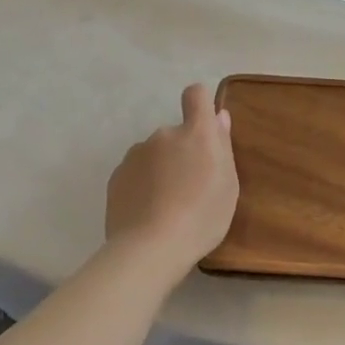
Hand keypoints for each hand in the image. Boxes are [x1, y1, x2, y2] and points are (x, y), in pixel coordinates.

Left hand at [105, 84, 238, 276]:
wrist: (149, 249)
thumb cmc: (201, 216)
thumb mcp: (228, 185)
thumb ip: (223, 146)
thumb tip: (219, 116)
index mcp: (195, 133)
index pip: (196, 95)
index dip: (201, 105)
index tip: (205, 129)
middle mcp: (163, 134)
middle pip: (176, 133)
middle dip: (182, 152)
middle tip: (190, 187)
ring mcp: (136, 154)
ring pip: (154, 154)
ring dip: (161, 168)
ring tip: (166, 205)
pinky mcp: (116, 176)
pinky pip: (136, 173)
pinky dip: (142, 185)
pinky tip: (147, 212)